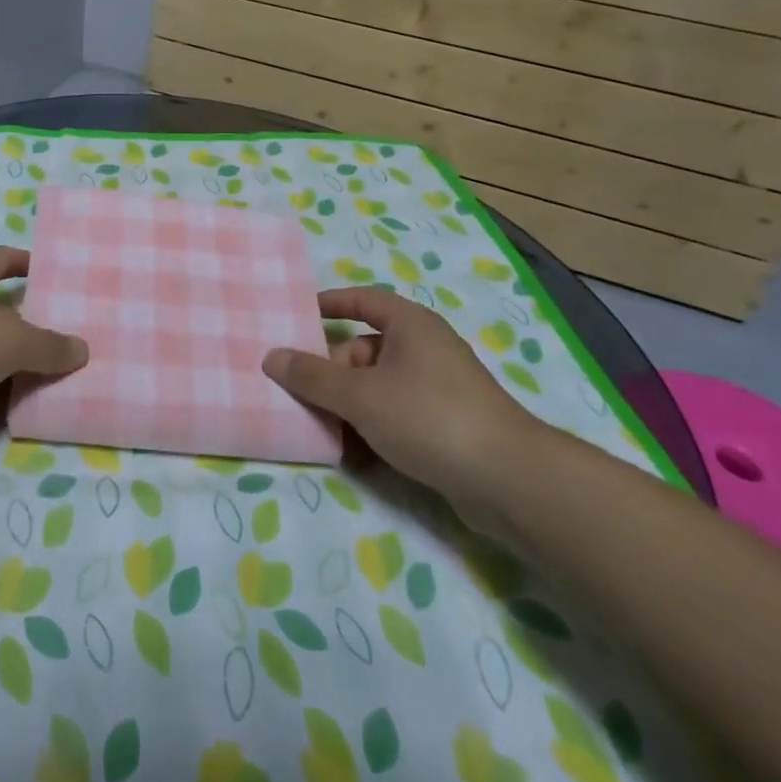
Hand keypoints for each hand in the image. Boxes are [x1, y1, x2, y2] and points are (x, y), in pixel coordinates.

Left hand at [0, 246, 87, 416]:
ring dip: (8, 362)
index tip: (55, 277)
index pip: (3, 258)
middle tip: (63, 337)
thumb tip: (82, 349)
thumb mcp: (9, 341)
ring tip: (47, 377)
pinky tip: (10, 409)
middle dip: (26, 322)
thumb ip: (48, 345)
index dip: (28, 263)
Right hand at [263, 288, 545, 514]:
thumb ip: (312, 377)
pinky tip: (352, 448)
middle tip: (302, 392)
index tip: (299, 317)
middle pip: (364, 347)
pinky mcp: (445, 424)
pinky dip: (371, 424)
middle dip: (332, 369)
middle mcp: (425, 348)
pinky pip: (395, 412)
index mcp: (410, 325)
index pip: (363, 300)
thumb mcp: (361, 395)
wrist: (509, 481)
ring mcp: (437, 387)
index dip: (331, 304)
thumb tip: (271, 357)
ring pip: (377, 384)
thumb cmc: (429, 417)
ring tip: (320, 424)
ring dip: (348, 402)